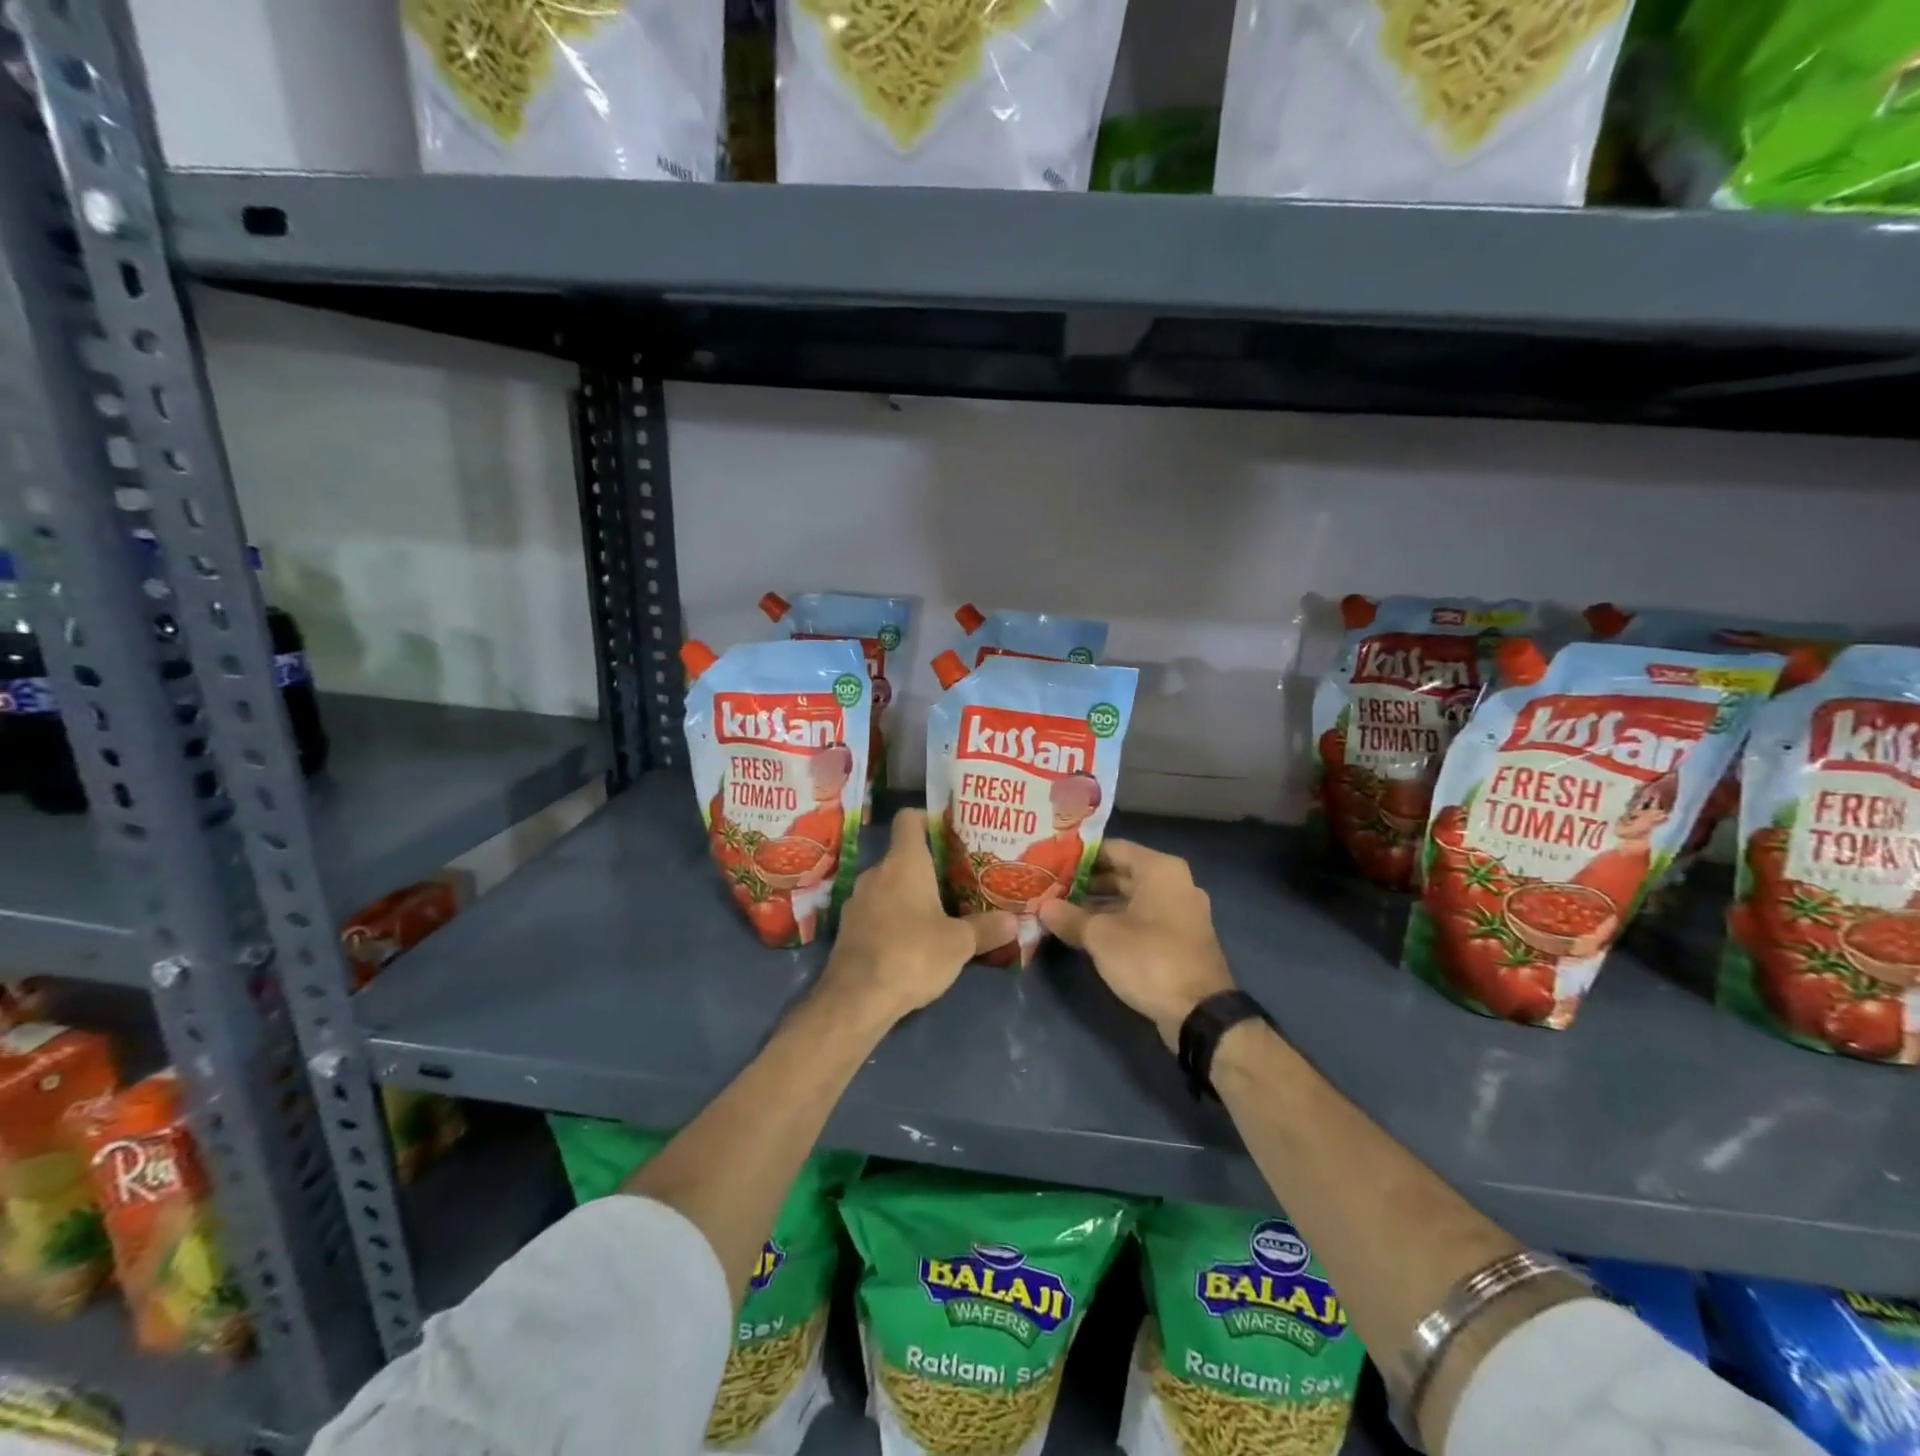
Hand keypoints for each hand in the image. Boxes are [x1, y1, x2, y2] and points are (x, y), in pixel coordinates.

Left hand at [816, 809, 1016, 1028]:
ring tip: (939, 909)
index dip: (928, 817)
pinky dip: (893, 916)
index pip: (908, 819)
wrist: (857, 998)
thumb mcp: (959, 943)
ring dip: (910, 893)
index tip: (949, 829)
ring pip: (888, 885)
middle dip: (928, 865)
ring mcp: (857, 900)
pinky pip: (876, 910)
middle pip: (902, 855)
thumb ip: (987, 929)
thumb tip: (1014, 921)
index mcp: (903, 863)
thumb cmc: (912, 954)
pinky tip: (912, 938)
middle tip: (957, 877)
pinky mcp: (848, 928)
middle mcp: (876, 873)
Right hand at [1039, 840, 1234, 1049]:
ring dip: (1099, 904)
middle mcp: (1174, 883)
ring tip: (1062, 910)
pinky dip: (1117, 921)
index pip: (1112, 848)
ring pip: (1132, 898)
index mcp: (1159, 870)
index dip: (1079, 856)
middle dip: (1087, 882)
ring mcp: (1180, 912)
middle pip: (1122, 872)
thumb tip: (1043, 908)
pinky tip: (1088, 933)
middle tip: (1051, 888)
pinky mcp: (1180, 938)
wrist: (1200, 1014)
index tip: (1051, 864)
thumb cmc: (1149, 959)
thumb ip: (1070, 917)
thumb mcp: (1101, 937)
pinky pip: (1143, 918)